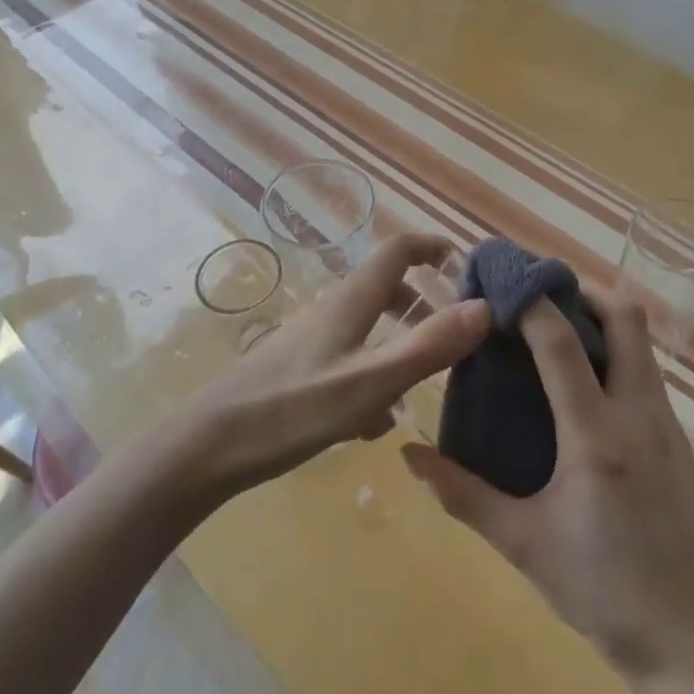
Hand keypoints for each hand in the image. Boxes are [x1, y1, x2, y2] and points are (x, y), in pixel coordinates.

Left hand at [185, 233, 492, 495]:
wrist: (208, 446)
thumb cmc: (291, 409)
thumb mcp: (369, 382)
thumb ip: (427, 346)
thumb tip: (484, 307)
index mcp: (350, 302)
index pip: (396, 250)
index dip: (431, 247)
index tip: (464, 263)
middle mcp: (331, 312)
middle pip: (384, 289)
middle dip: (422, 303)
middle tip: (455, 333)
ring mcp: (310, 340)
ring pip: (367, 328)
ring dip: (398, 344)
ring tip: (422, 385)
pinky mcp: (297, 370)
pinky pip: (348, 361)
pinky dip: (371, 377)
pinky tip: (372, 424)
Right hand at [402, 291, 693, 676]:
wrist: (691, 644)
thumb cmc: (602, 591)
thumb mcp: (522, 544)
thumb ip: (463, 495)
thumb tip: (409, 455)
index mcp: (596, 436)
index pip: (562, 342)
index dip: (531, 302)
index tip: (500, 281)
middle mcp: (639, 415)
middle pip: (625, 318)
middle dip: (580, 293)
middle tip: (535, 297)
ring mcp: (667, 426)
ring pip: (640, 343)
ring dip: (600, 321)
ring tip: (551, 333)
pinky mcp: (678, 442)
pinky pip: (646, 373)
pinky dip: (615, 354)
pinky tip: (582, 386)